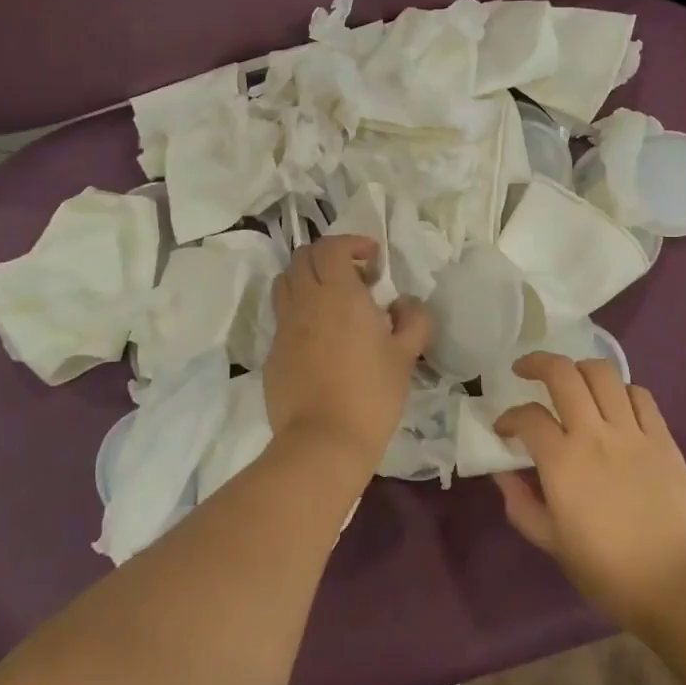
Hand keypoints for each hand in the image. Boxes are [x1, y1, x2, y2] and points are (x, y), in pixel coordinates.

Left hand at [264, 235, 432, 468]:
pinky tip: (320, 338)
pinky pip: (283, 317)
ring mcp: (284, 327)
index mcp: (338, 294)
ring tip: (332, 301)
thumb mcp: (405, 356)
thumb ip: (412, 320)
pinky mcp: (272, 353)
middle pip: (303, 257)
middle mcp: (305, 301)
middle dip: (328, 256)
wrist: (323, 441)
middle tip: (355, 277)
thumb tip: (405, 304)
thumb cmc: (372, 394)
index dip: (351, 243)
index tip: (373, 258)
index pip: (331, 247)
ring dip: (308, 279)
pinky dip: (299, 311)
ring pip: (286, 282)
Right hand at [493, 352, 685, 625]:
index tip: (504, 429)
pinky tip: (614, 403)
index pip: (527, 417)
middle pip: (562, 374)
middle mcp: (594, 434)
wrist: (677, 584)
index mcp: (562, 461)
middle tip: (524, 370)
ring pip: (603, 374)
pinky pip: (640, 396)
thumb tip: (502, 474)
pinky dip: (621, 390)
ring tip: (571, 380)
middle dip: (537, 363)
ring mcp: (632, 432)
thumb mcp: (552, 543)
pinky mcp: (663, 439)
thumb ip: (521, 504)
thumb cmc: (608, 571)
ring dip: (579, 368)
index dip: (509, 417)